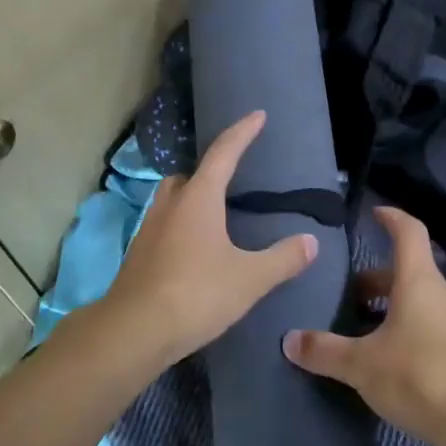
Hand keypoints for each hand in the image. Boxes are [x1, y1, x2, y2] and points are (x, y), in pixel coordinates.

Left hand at [95, 111, 316, 370]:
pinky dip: (181, 226)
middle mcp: (171, 204)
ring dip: (192, 199)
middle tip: (231, 178)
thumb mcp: (249, 278)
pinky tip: (195, 251)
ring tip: (215, 216)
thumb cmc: (196, 294)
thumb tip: (311, 242)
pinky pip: (164, 226)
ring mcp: (149, 229)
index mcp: (199, 198)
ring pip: (172, 200)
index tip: (257, 115)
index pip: (224, 153)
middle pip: (190, 175)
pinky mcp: (139, 255)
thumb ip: (282, 259)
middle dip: (210, 170)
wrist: (134, 331)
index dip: (242, 132)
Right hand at [282, 206, 445, 445]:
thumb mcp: (362, 364)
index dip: (391, 218)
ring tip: (358, 328)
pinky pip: (426, 332)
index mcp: (418, 281)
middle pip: (407, 272)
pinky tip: (382, 362)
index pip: (408, 232)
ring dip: (389, 309)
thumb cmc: (420, 375)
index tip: (374, 213)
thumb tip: (288, 340)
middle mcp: (439, 297)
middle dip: (376, 278)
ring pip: (417, 304)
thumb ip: (325, 351)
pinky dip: (403, 335)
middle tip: (346, 291)